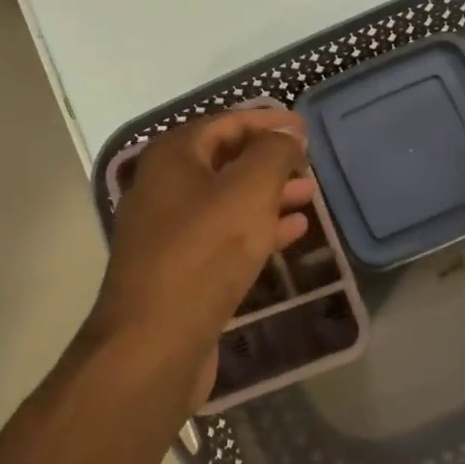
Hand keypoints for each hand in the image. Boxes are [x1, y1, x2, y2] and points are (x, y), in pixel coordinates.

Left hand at [91, 107, 316, 406]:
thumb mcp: (249, 190)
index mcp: (173, 157)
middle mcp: (164, 187)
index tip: (305, 129)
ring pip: (227, 200)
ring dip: (269, 195)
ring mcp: (169, 231)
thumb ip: (273, 153)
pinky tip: (292, 231)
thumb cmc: (204, 251)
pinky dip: (258, 228)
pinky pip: (224, 235)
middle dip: (270, 161)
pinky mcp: (180, 268)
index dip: (267, 122)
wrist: (155, 341)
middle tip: (309, 165)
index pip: (225, 123)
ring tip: (309, 195)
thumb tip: (288, 133)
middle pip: (225, 161)